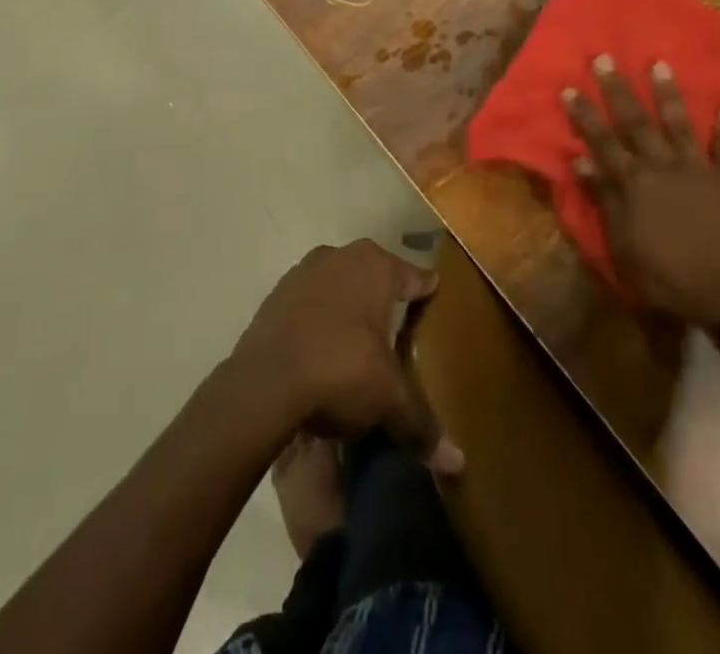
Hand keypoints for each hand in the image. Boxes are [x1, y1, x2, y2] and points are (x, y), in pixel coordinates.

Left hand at [230, 240, 463, 475]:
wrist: (262, 382)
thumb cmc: (339, 370)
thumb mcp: (387, 399)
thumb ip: (421, 424)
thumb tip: (457, 463)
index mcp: (375, 266)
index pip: (414, 277)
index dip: (427, 292)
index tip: (437, 300)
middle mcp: (341, 256)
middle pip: (375, 276)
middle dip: (386, 300)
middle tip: (400, 329)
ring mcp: (304, 271)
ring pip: (339, 286)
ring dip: (349, 308)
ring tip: (359, 343)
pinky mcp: (276, 294)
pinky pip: (310, 303)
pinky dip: (319, 320)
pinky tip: (322, 350)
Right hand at [564, 56, 719, 325]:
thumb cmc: (670, 281)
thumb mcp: (624, 248)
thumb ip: (605, 202)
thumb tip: (581, 162)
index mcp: (634, 184)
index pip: (602, 142)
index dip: (584, 115)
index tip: (569, 87)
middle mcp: (664, 167)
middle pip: (636, 122)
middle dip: (618, 90)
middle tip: (605, 58)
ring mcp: (700, 172)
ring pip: (680, 125)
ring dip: (668, 94)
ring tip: (660, 64)